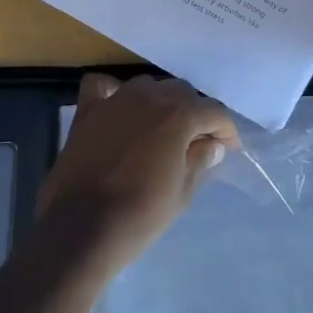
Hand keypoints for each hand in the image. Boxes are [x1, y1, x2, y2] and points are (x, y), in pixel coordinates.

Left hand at [38, 74, 238, 273]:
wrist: (83, 227)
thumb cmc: (140, 215)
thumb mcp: (182, 193)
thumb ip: (200, 161)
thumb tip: (212, 145)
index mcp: (178, 115)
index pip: (213, 111)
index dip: (225, 130)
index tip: (228, 148)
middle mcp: (148, 97)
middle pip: (181, 92)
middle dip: (194, 113)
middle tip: (196, 142)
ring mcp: (114, 100)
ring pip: (146, 85)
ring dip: (159, 101)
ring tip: (162, 128)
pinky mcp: (87, 111)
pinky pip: (102, 86)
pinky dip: (113, 92)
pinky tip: (119, 109)